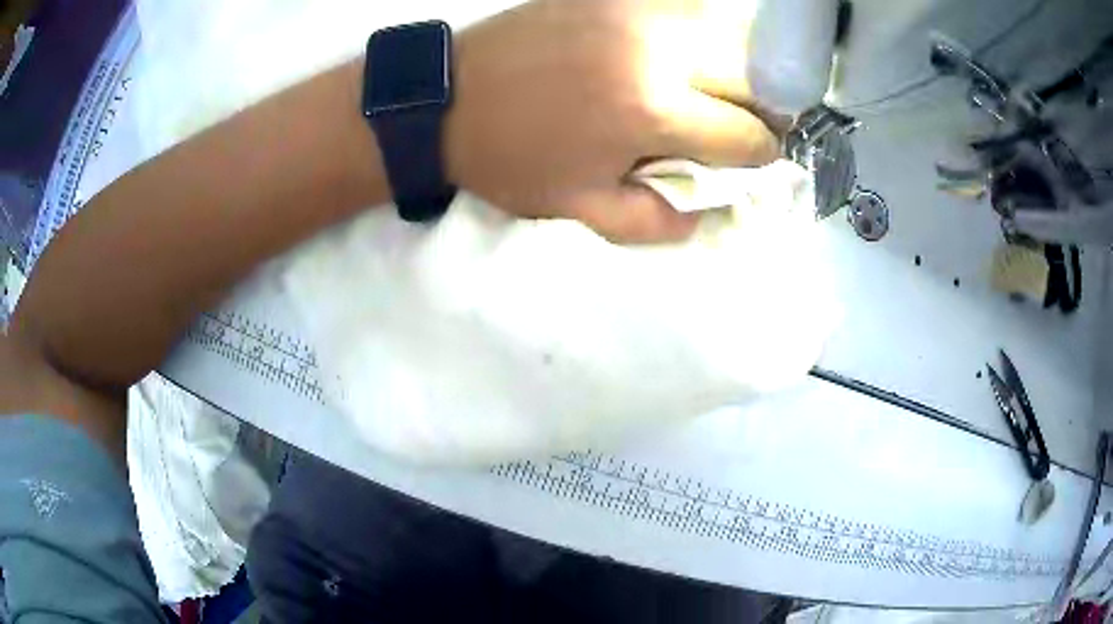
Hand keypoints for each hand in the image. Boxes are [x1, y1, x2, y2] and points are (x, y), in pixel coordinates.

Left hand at [446, 0, 779, 242]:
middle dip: (751, 111)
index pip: (746, 134)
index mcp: (650, 108)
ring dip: (726, 71)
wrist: (445, 102)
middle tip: (728, 128)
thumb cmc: (510, 160)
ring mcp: (634, 10)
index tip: (748, 160)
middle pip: (749, 78)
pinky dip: (689, 39)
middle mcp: (655, 47)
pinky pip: (678, 13)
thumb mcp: (582, 209)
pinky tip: (671, 60)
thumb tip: (712, 214)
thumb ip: (660, 222)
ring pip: (722, 37)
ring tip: (702, 94)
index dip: (758, 156)